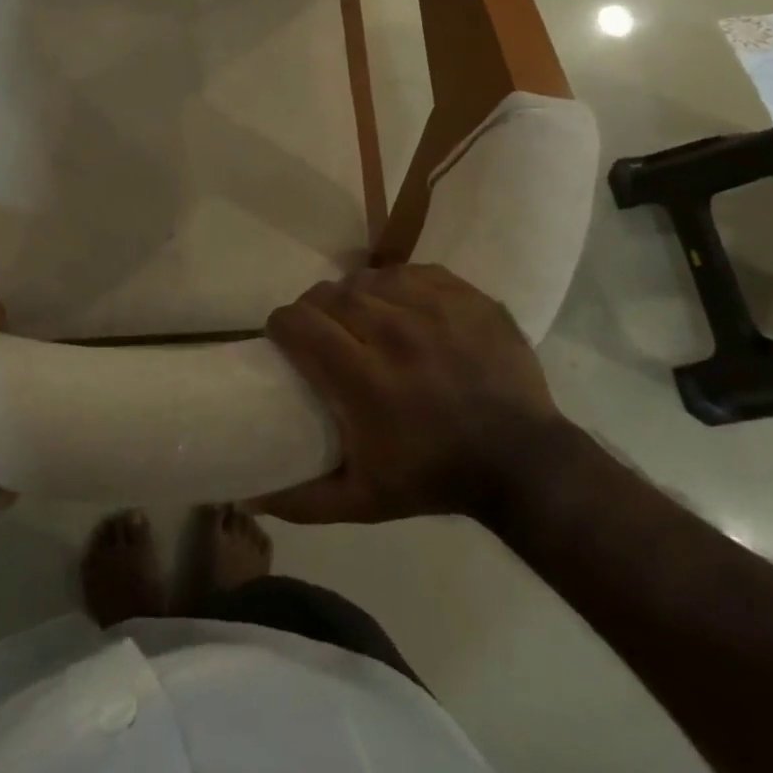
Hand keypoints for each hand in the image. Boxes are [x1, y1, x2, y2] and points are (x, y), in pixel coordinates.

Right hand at [254, 264, 565, 524]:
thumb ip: (301, 499)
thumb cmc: (435, 477)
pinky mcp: (462, 293)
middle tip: (321, 330)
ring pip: (368, 278)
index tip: (284, 339)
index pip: (299, 323)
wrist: (523, 461)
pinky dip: (394, 286)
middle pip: (329, 294)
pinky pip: (409, 272)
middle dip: (314, 308)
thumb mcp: (363, 501)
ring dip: (354, 295)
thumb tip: (249, 495)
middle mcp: (394, 331)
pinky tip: (399, 307)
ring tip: (361, 318)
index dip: (282, 326)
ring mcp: (433, 306)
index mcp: (364, 377)